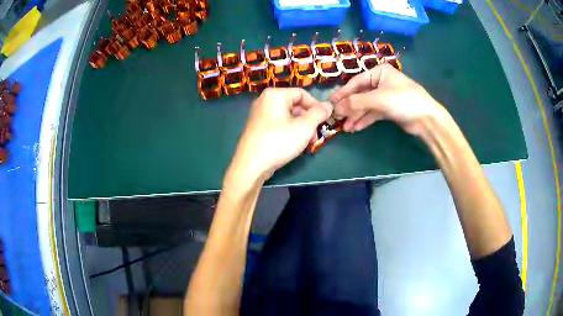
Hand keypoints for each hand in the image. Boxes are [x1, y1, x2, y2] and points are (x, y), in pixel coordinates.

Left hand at [229, 88, 331, 181]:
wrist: (251, 165)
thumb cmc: (279, 142)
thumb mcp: (304, 127)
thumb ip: (319, 113)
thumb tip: (329, 105)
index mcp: (275, 95)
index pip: (302, 93)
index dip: (316, 106)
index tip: (325, 120)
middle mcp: (265, 101)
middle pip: (294, 105)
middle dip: (309, 120)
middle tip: (316, 135)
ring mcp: (259, 115)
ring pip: (287, 116)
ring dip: (301, 128)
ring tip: (307, 143)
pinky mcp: (257, 128)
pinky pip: (278, 124)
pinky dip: (289, 132)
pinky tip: (294, 145)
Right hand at [330, 64, 446, 135]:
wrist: (426, 119)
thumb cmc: (403, 101)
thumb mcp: (378, 99)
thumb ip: (356, 102)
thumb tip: (335, 108)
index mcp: (379, 72)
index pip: (356, 82)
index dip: (343, 93)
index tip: (330, 103)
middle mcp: (381, 82)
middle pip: (360, 94)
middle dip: (349, 107)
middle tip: (336, 118)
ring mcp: (385, 96)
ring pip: (366, 105)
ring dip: (355, 116)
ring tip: (344, 127)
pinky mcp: (388, 109)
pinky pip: (373, 113)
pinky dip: (364, 120)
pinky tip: (355, 128)